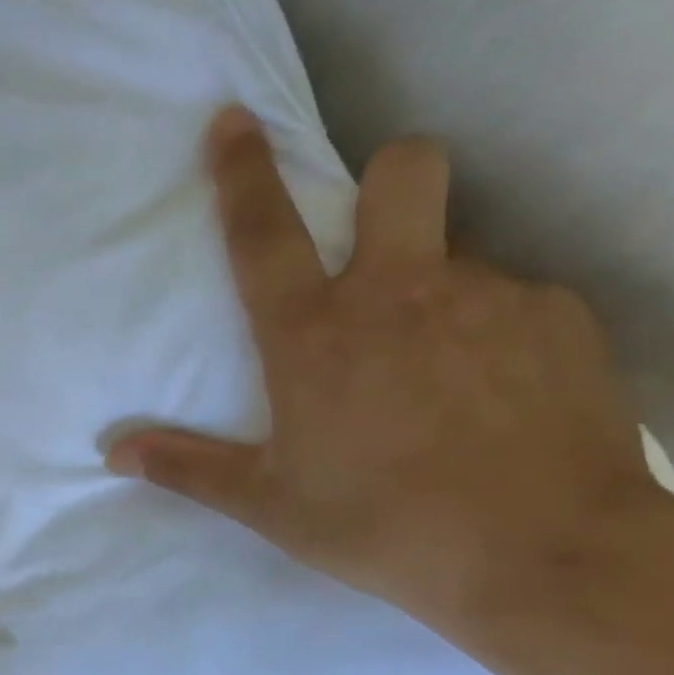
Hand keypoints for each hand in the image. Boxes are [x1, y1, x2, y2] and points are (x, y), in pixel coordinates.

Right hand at [105, 105, 659, 626]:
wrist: (546, 556)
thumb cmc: (382, 524)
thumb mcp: (268, 502)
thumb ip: (187, 467)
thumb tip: (113, 452)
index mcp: (315, 335)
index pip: (263, 233)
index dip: (241, 172)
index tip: (232, 118)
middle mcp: (399, 293)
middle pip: (403, 172)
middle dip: (385, 179)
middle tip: (379, 242)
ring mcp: (489, 297)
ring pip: (458, 251)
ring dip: (436, 287)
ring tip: (439, 374)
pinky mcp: (560, 318)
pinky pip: (515, 301)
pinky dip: (494, 334)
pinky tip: (496, 399)